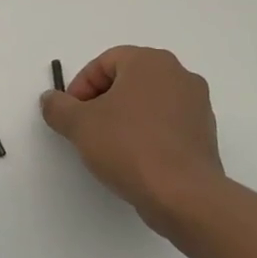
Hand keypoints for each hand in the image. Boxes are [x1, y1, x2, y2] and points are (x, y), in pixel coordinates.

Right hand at [39, 45, 225, 238]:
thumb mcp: (78, 124)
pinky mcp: (205, 134)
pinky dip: (146, 134)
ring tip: (108, 146)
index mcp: (150, 62)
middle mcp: (179, 75)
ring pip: (147, 102)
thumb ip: (57, 106)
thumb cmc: (128, 146)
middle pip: (127, 80)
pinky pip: (166, 124)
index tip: (71, 114)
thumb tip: (51, 99)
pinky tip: (133, 158)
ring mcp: (197, 105)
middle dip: (101, 101)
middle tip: (85, 127)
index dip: (80, 86)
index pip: (104, 63)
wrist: (183, 195)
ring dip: (124, 117)